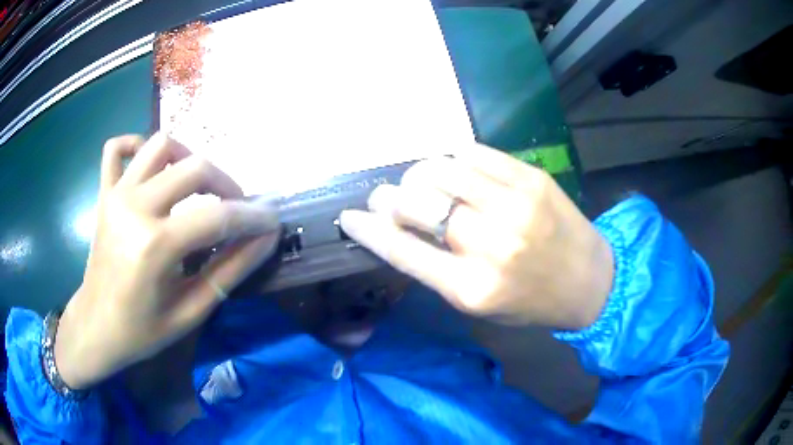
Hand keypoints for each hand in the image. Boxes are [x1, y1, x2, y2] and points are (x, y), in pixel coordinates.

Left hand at [55, 134, 279, 389]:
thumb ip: (230, 270)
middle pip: (195, 167)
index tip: (273, 220)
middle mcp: (135, 207)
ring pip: (162, 145)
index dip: (253, 216)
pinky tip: (151, 168)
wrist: (96, 328)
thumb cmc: (142, 330)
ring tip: (197, 186)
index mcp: (155, 245)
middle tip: (235, 210)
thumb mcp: (191, 311)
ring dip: (189, 158)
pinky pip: (117, 148)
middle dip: (227, 185)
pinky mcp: (104, 192)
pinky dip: (136, 146)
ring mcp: (116, 194)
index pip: (218, 216)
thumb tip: (266, 238)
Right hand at [340, 143, 613, 329]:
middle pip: (416, 203)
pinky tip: (454, 170)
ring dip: (418, 174)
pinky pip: (473, 152)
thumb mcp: (478, 304)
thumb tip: (396, 229)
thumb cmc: (530, 301)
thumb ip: (435, 269)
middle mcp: (490, 245)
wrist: (589, 280)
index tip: (349, 217)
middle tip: (385, 198)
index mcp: (471, 288)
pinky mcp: (530, 178)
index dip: (367, 229)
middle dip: (388, 198)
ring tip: (421, 183)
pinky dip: (452, 158)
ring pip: (440, 169)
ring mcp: (513, 205)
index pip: (401, 250)